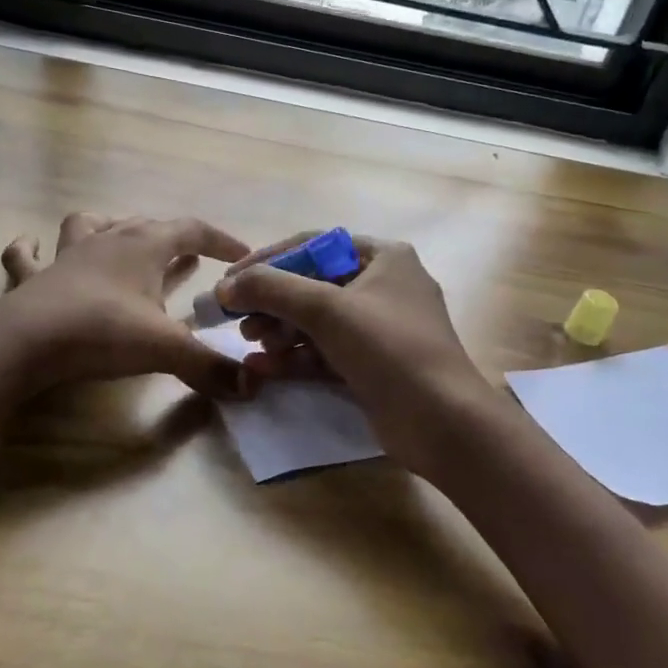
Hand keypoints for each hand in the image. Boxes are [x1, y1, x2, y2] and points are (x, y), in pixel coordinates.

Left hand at [0, 212, 251, 397]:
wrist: (27, 342)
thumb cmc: (103, 331)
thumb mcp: (166, 349)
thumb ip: (210, 366)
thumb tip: (252, 386)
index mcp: (144, 246)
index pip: (192, 230)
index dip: (220, 240)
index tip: (241, 257)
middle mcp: (107, 240)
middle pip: (146, 226)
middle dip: (173, 239)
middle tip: (189, 258)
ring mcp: (66, 256)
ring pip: (90, 225)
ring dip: (109, 228)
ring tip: (120, 240)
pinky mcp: (33, 279)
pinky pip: (26, 256)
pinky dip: (29, 249)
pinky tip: (30, 245)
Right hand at [213, 232, 504, 476]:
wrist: (440, 421)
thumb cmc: (388, 348)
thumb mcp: (326, 309)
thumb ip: (271, 289)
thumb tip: (226, 285)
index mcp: (383, 257)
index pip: (313, 246)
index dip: (267, 261)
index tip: (231, 281)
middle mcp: (383, 287)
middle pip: (311, 285)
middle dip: (272, 303)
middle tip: (240, 322)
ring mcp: (379, 330)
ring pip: (316, 322)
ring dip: (280, 331)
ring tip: (253, 346)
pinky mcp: (372, 366)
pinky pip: (324, 353)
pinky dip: (294, 358)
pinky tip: (263, 369)